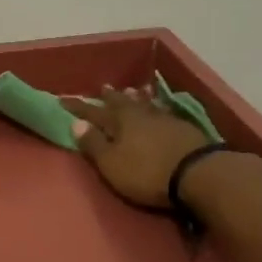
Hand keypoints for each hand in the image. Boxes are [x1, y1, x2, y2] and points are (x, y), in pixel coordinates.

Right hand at [63, 85, 214, 208]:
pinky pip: (163, 111)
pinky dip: (156, 107)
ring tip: (130, 91)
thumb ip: (94, 144)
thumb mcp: (112, 163)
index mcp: (119, 121)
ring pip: (144, 104)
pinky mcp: (184, 128)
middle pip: (121, 103)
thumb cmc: (147, 172)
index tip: (62, 100)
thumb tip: (75, 123)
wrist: (199, 174)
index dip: (78, 107)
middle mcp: (140, 114)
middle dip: (109, 97)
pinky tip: (158, 108)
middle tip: (102, 87)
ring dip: (134, 98)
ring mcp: (165, 119)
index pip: (93, 112)